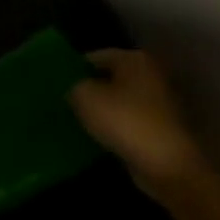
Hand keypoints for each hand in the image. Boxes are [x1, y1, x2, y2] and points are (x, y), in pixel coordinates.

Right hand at [69, 49, 210, 202]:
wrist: (165, 163)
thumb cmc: (124, 121)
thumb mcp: (85, 97)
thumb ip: (73, 86)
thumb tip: (72, 89)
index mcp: (134, 59)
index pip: (96, 56)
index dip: (73, 68)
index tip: (54, 85)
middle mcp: (150, 75)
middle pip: (109, 77)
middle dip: (87, 89)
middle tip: (61, 103)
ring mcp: (158, 102)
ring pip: (118, 100)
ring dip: (99, 109)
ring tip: (73, 121)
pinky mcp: (158, 127)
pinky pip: (127, 120)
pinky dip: (112, 126)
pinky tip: (94, 137)